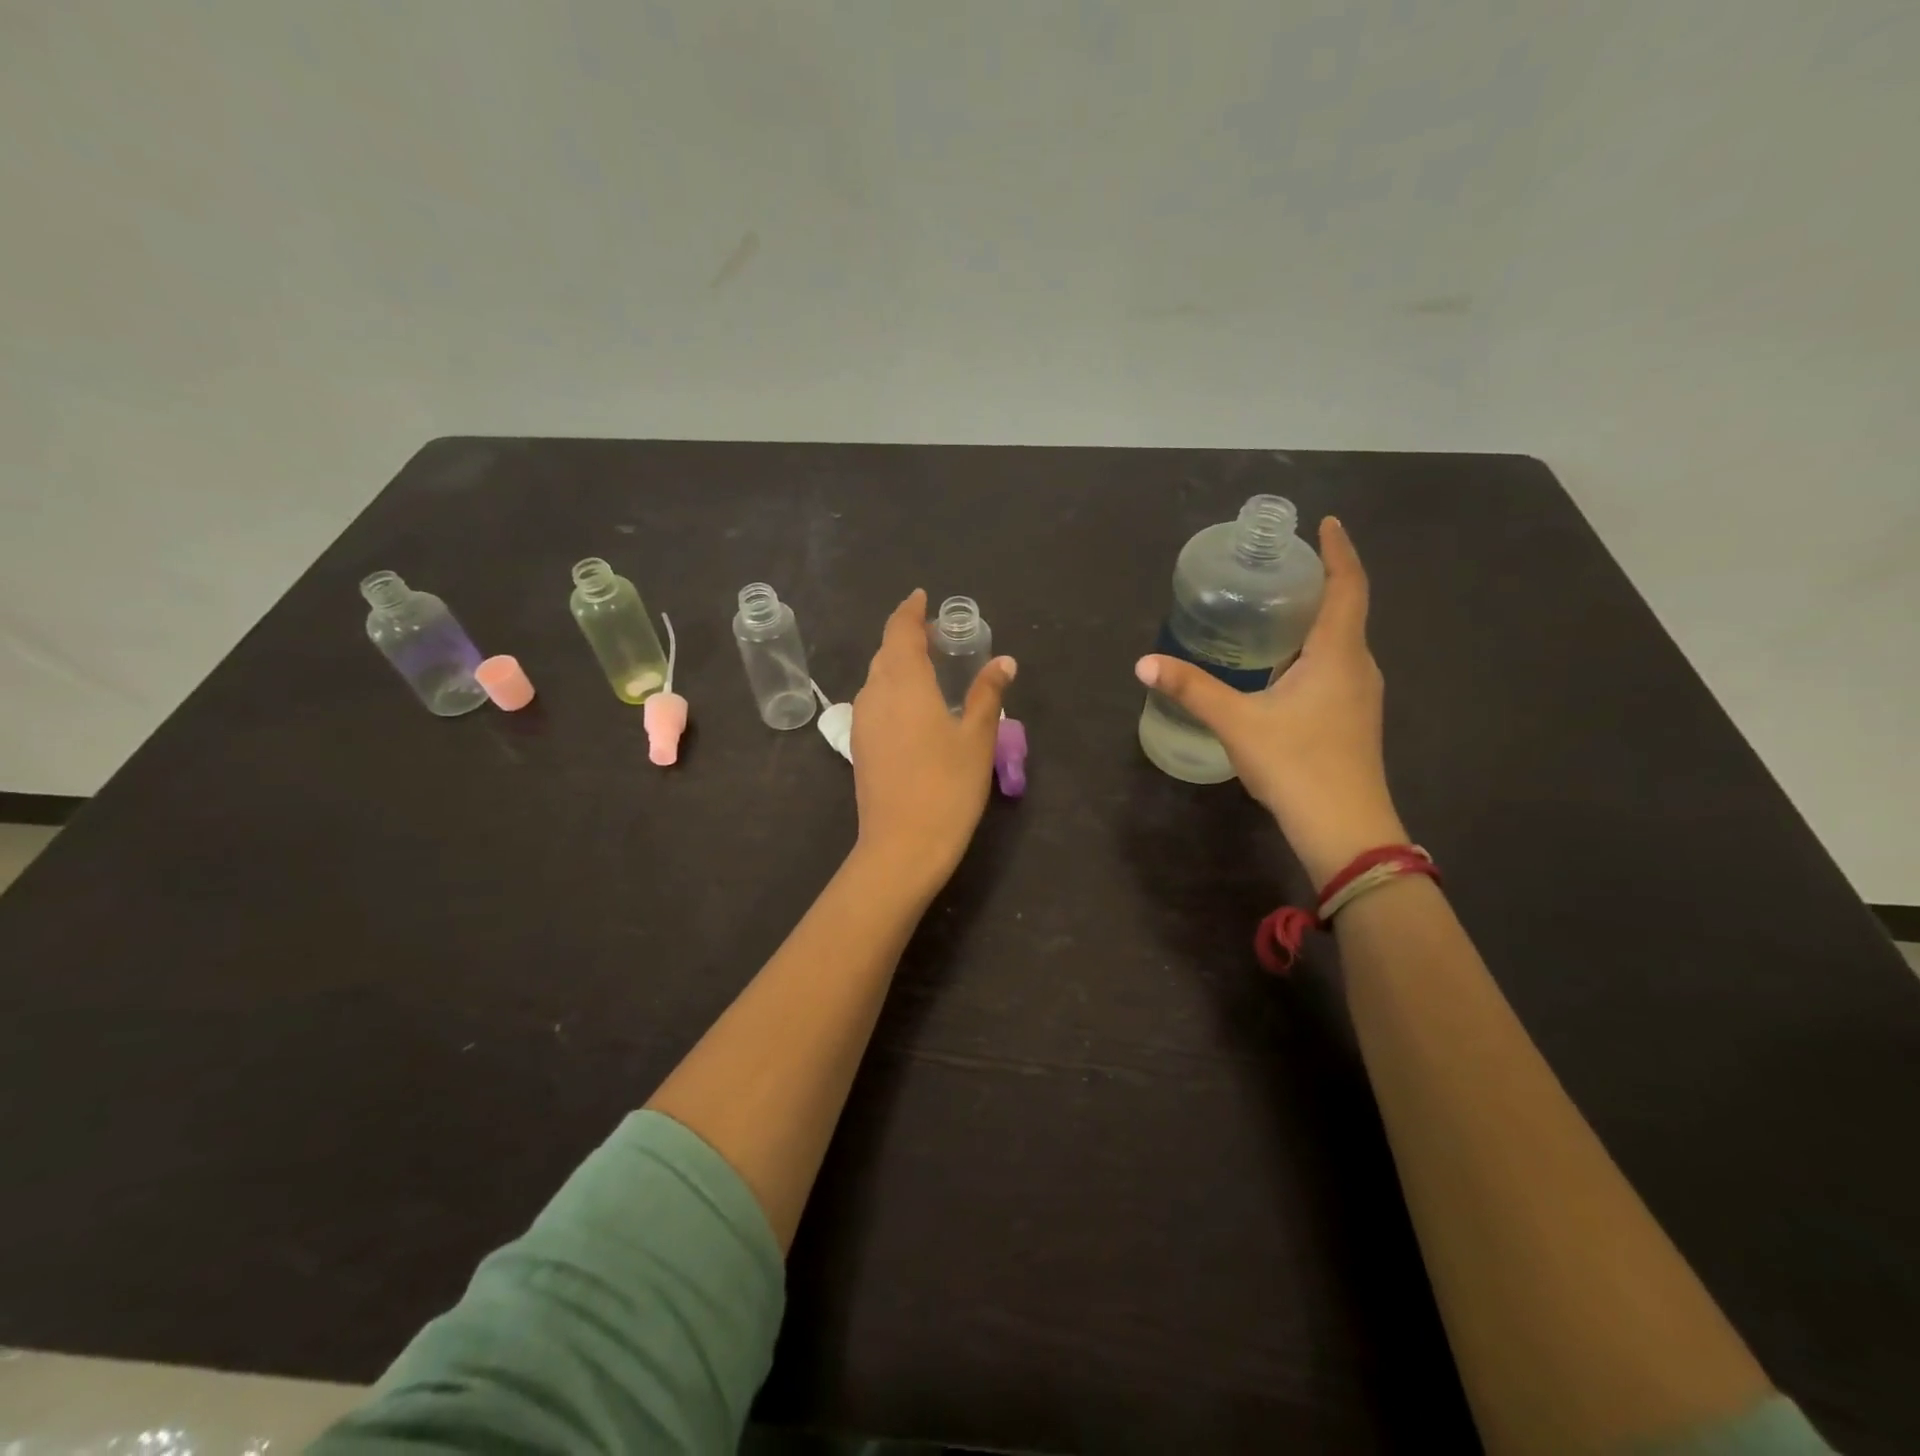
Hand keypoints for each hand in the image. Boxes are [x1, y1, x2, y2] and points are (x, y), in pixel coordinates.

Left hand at [850, 589, 1016, 891]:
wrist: (902, 846)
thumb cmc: (947, 787)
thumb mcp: (977, 738)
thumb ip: (987, 694)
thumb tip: (1004, 662)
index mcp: (903, 682)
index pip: (900, 630)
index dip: (910, 611)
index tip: (921, 597)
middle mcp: (875, 694)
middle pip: (886, 652)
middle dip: (907, 636)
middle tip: (938, 636)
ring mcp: (862, 721)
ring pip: (877, 678)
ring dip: (899, 664)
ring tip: (930, 669)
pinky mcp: (860, 746)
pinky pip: (875, 702)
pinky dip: (892, 689)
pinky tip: (914, 707)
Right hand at [1135, 517, 1403, 886]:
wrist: (1345, 829)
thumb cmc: (1297, 765)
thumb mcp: (1237, 722)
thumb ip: (1192, 689)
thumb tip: (1144, 662)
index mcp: (1338, 653)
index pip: (1348, 586)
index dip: (1338, 551)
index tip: (1327, 524)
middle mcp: (1358, 666)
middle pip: (1346, 609)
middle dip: (1321, 582)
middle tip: (1281, 567)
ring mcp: (1360, 696)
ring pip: (1341, 642)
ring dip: (1317, 619)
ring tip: (1276, 609)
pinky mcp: (1353, 719)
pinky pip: (1336, 667)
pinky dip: (1313, 650)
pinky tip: (1282, 666)